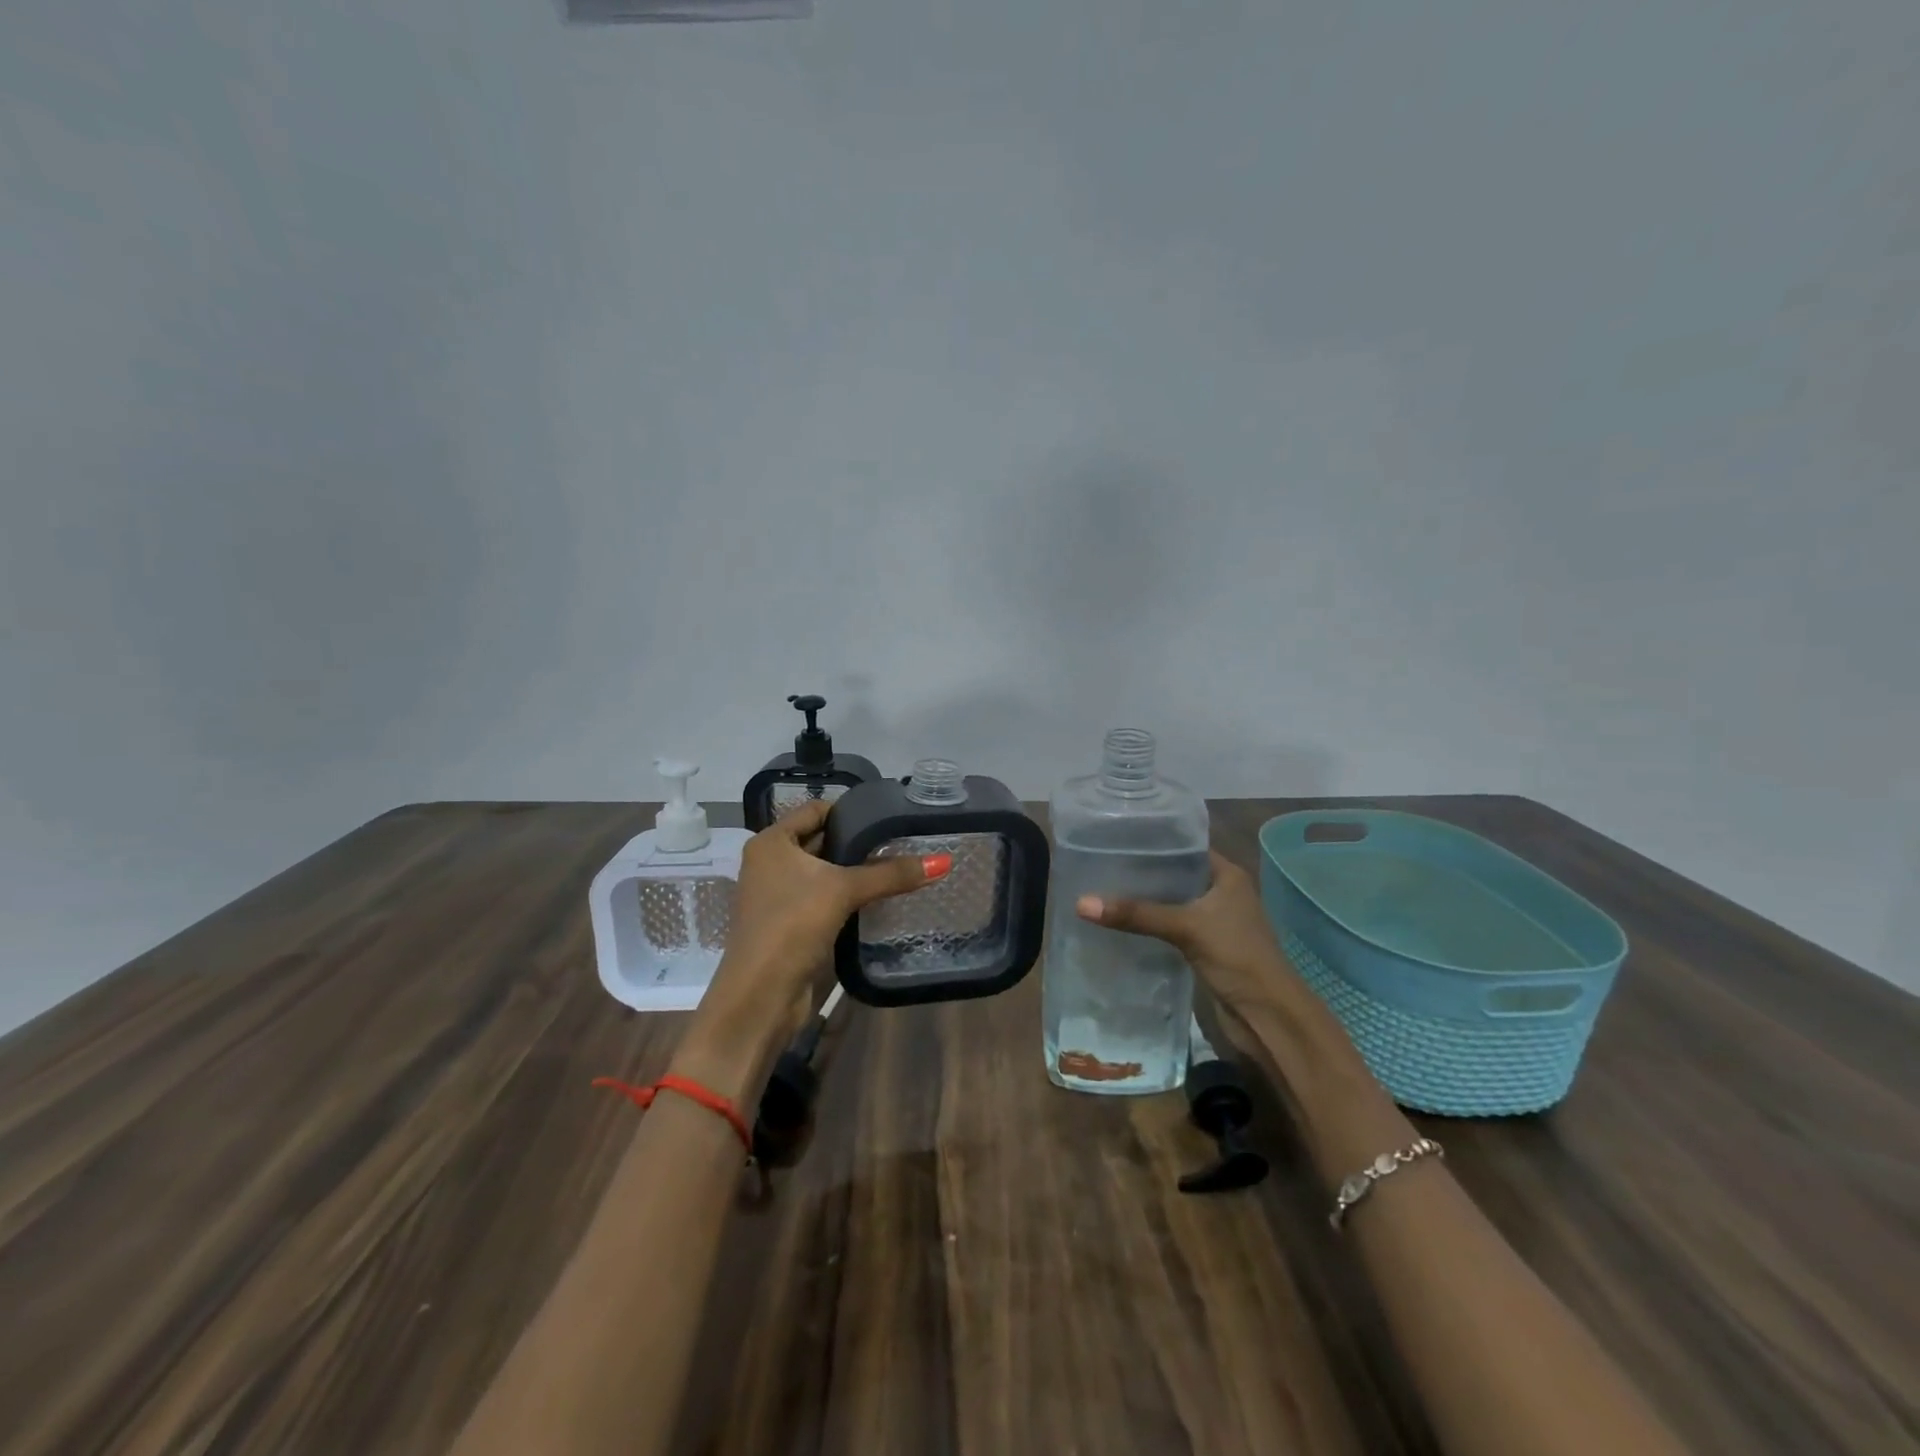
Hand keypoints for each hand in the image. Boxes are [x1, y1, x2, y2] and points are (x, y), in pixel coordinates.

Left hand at [677, 800, 951, 1091]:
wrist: (761, 995)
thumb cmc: (793, 925)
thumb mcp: (844, 890)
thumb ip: (891, 874)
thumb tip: (942, 861)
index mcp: (772, 842)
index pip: (816, 810)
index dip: (850, 810)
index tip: (888, 814)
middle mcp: (771, 863)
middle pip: (822, 840)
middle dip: (858, 841)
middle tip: (902, 839)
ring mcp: (779, 895)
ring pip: (825, 872)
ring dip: (855, 871)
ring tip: (899, 865)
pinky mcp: (791, 923)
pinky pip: (825, 898)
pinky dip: (849, 896)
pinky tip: (880, 897)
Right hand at [1074, 851, 1297, 1014]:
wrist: (1268, 1016)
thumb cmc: (1237, 957)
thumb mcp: (1185, 927)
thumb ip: (1136, 914)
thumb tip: (1080, 903)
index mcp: (1227, 876)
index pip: (1185, 847)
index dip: (1154, 841)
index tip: (1115, 837)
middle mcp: (1221, 893)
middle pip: (1174, 875)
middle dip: (1142, 872)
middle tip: (1099, 864)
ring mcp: (1213, 922)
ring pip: (1171, 903)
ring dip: (1144, 901)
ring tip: (1102, 889)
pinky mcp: (1203, 948)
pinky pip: (1169, 927)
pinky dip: (1148, 925)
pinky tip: (1119, 923)